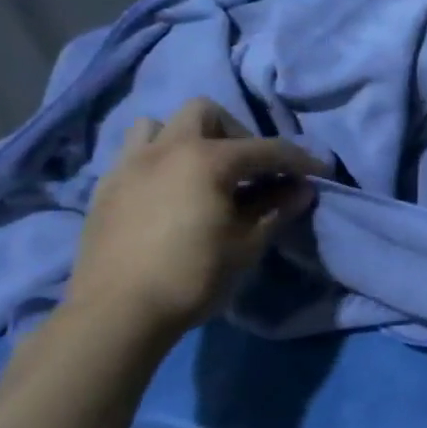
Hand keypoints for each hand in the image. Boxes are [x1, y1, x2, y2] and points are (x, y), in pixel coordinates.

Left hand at [63, 98, 326, 345]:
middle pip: (206, 113)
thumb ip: (276, 209)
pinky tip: (172, 192)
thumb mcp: (247, 244)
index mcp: (207, 160)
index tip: (320, 171)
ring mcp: (130, 166)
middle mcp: (167, 150)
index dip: (299, 160)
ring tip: (203, 171)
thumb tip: (302, 190)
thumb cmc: (192, 275)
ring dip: (188, 138)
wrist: (115, 314)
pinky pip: (135, 154)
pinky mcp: (106, 189)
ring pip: (160, 125)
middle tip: (251, 167)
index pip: (267, 149)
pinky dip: (160, 160)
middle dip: (236, 132)